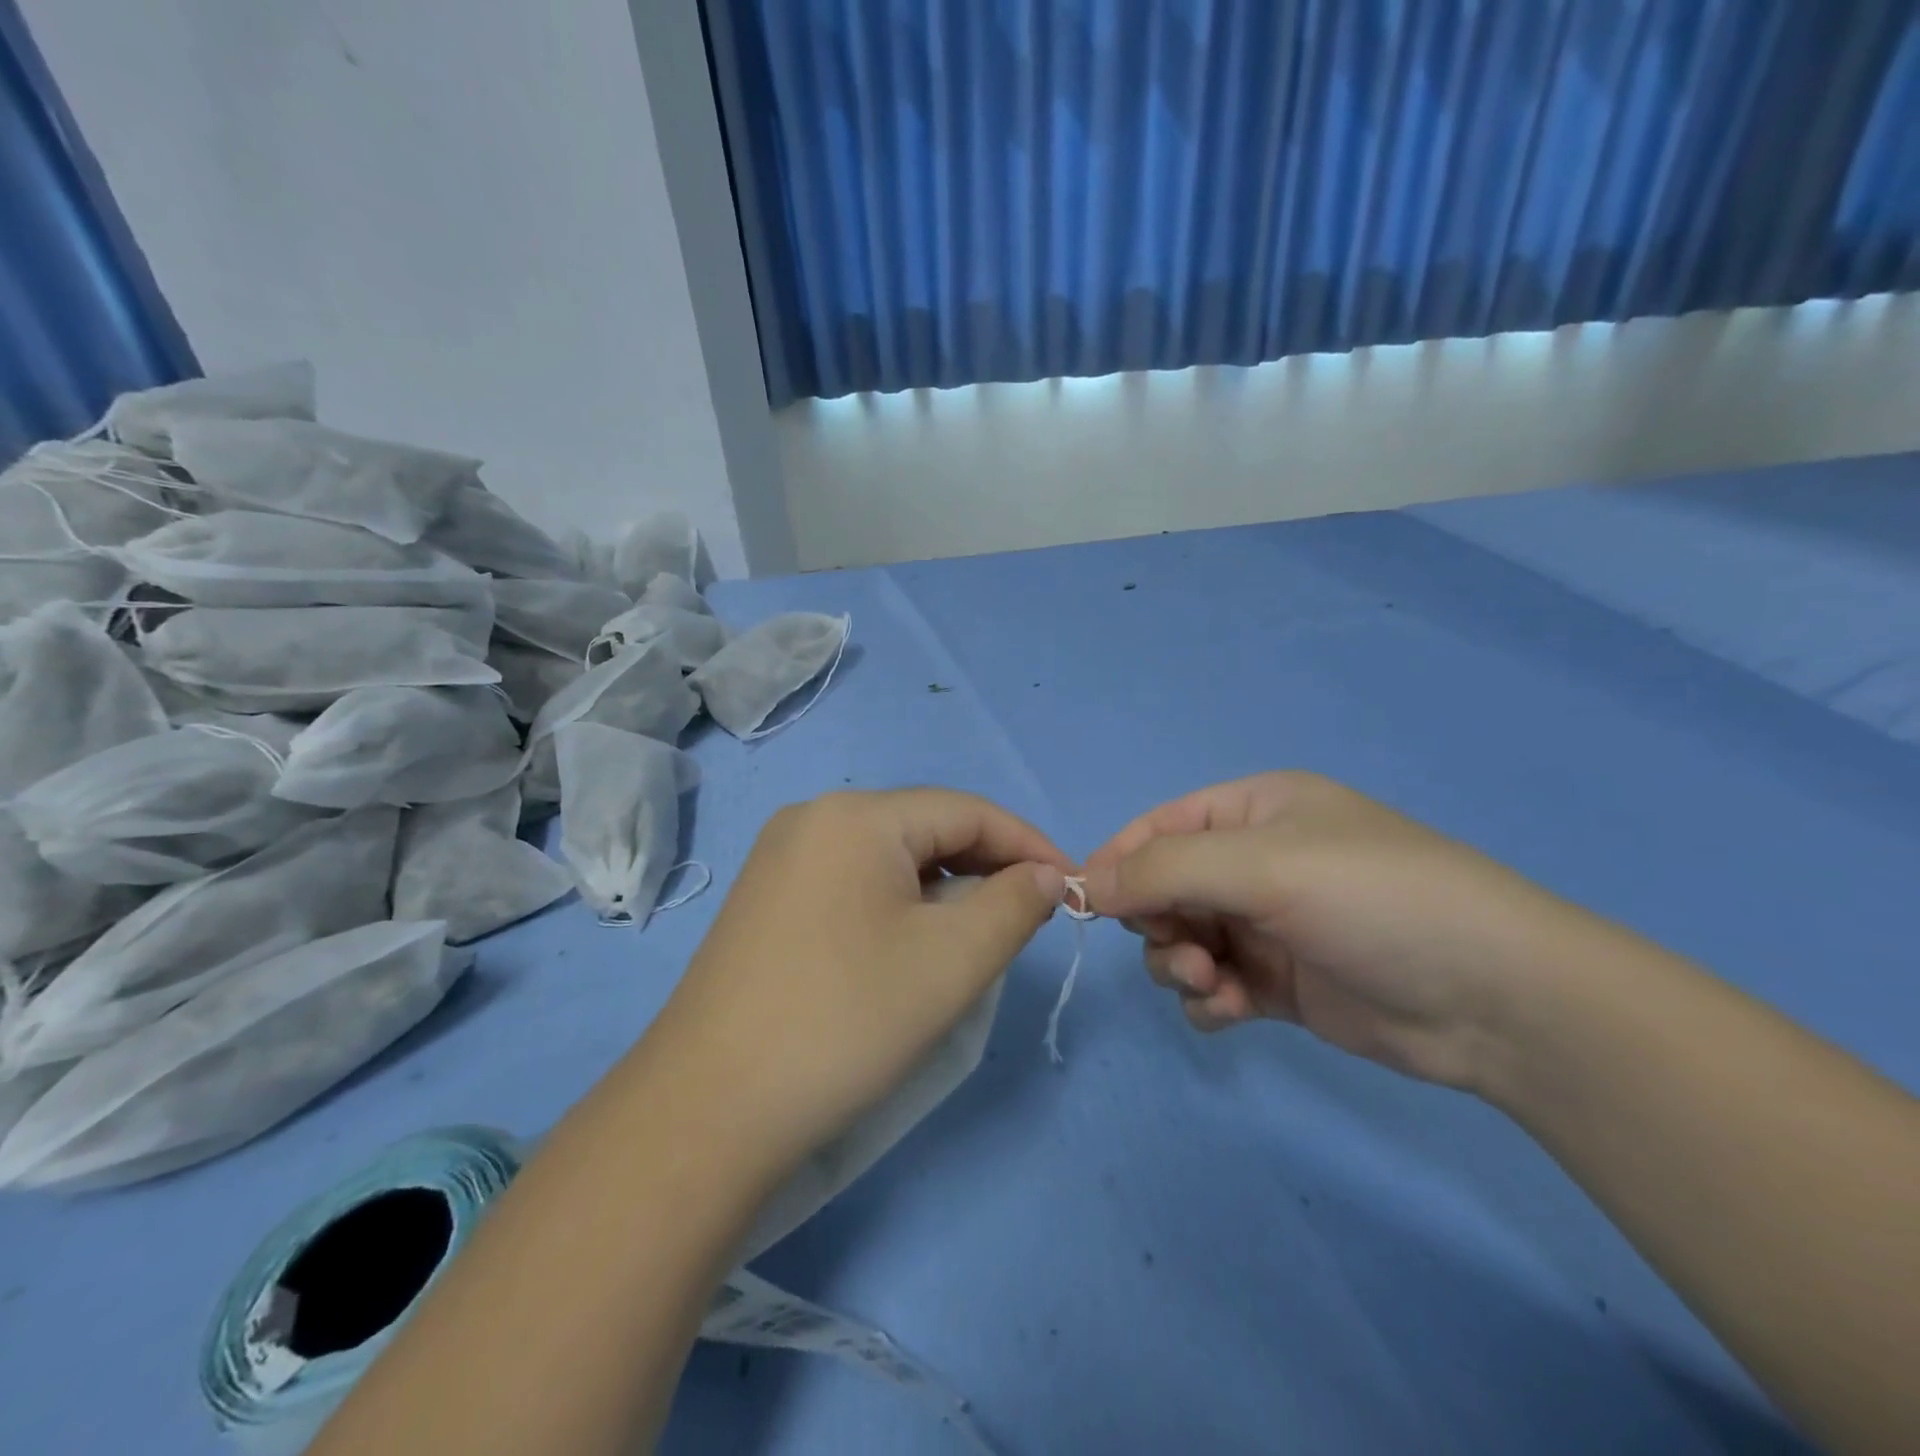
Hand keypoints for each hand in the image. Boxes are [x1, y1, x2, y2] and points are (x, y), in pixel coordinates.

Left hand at [652, 789, 1072, 1175]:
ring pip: (890, 856)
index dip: (1028, 844)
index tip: (1073, 888)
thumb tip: (1044, 876)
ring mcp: (782, 857)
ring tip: (977, 933)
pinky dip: (899, 902)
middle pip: (925, 828)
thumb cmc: (845, 1020)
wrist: (708, 1108)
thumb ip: (1014, 904)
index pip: (966, 811)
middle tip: (1030, 916)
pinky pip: (854, 880)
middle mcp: (814, 818)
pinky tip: (911, 942)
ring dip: (944, 886)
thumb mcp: (953, 961)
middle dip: (986, 866)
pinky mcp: (767, 898)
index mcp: (856, 814)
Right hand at [1083, 772, 1586, 1090]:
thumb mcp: (1263, 867)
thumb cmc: (1375, 901)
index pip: (1158, 827)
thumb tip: (1085, 883)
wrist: (1500, 1001)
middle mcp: (1256, 862)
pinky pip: (1214, 984)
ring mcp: (1268, 924)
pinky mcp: (1281, 982)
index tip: (1085, 904)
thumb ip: (1164, 870)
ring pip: (1183, 939)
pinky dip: (1209, 999)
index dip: (1118, 861)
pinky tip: (1230, 1011)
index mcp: (1253, 812)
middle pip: (1165, 887)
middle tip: (1181, 952)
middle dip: (1157, 922)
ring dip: (1179, 963)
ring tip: (1210, 984)